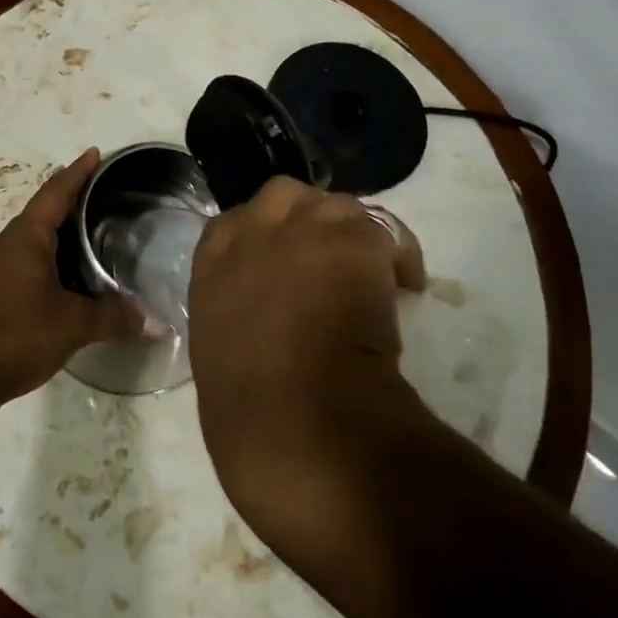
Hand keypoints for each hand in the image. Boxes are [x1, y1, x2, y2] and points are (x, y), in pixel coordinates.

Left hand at [0, 148, 148, 412]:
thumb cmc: (15, 336)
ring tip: (88, 234)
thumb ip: (114, 318)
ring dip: (56, 232)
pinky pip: (22, 259)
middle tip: (102, 195)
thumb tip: (158, 323)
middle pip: (42, 212)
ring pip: (30, 238)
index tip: (95, 153)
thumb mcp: (72, 325)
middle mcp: (4, 243)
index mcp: (25, 238)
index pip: (56, 193)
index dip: (77, 172)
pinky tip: (62, 277)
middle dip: (70, 200)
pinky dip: (45, 257)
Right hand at [188, 177, 424, 494]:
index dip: (267, 237)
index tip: (285, 264)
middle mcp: (254, 230)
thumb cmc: (244, 408)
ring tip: (371, 273)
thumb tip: (260, 314)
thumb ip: (233, 309)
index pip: (235, 222)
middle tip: (330, 259)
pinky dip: (398, 259)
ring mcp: (304, 229)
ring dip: (351, 234)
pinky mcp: (354, 242)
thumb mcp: (216, 346)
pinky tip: (405, 292)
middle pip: (285, 196)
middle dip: (307, 219)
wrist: (292, 421)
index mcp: (212, 258)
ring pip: (338, 206)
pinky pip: (384, 234)